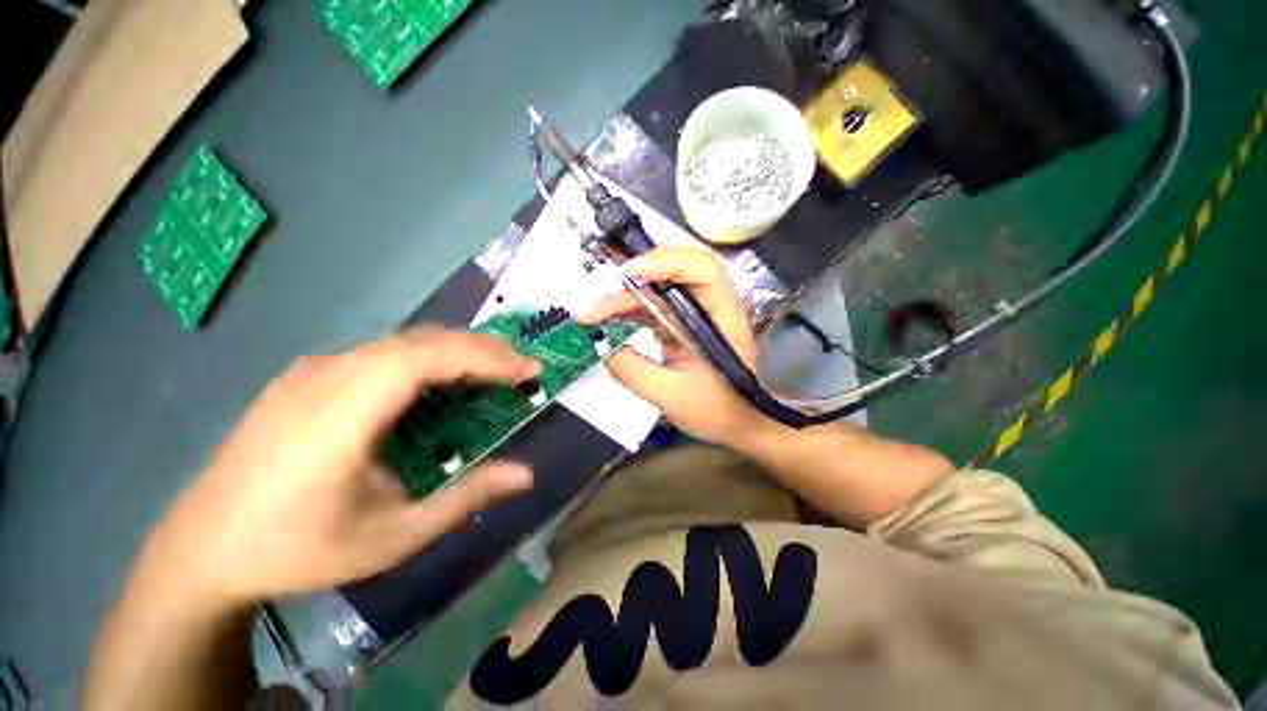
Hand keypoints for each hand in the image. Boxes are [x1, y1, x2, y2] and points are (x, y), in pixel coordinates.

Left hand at [146, 329, 539, 608]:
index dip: (485, 358)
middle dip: (478, 348)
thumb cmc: (298, 550)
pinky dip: (421, 355)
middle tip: (519, 366)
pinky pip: (376, 352)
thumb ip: (465, 498)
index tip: (529, 369)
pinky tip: (433, 378)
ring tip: (489, 367)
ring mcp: (309, 373)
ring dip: (452, 349)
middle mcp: (325, 378)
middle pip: (418, 341)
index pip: (427, 359)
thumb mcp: (393, 536)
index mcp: (341, 414)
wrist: (200, 552)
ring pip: (397, 341)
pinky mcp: (302, 378)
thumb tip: (526, 475)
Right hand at [581, 247, 774, 446]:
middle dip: (639, 272)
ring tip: (594, 312)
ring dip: (627, 294)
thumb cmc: (714, 411)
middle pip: (679, 268)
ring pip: (661, 286)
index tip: (630, 273)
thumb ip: (632, 370)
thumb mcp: (670, 395)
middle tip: (604, 284)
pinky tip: (607, 318)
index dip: (668, 263)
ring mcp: (695, 312)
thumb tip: (599, 345)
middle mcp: (711, 306)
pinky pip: (654, 305)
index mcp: (723, 318)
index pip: (704, 271)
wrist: (732, 423)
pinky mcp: (682, 322)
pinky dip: (629, 308)